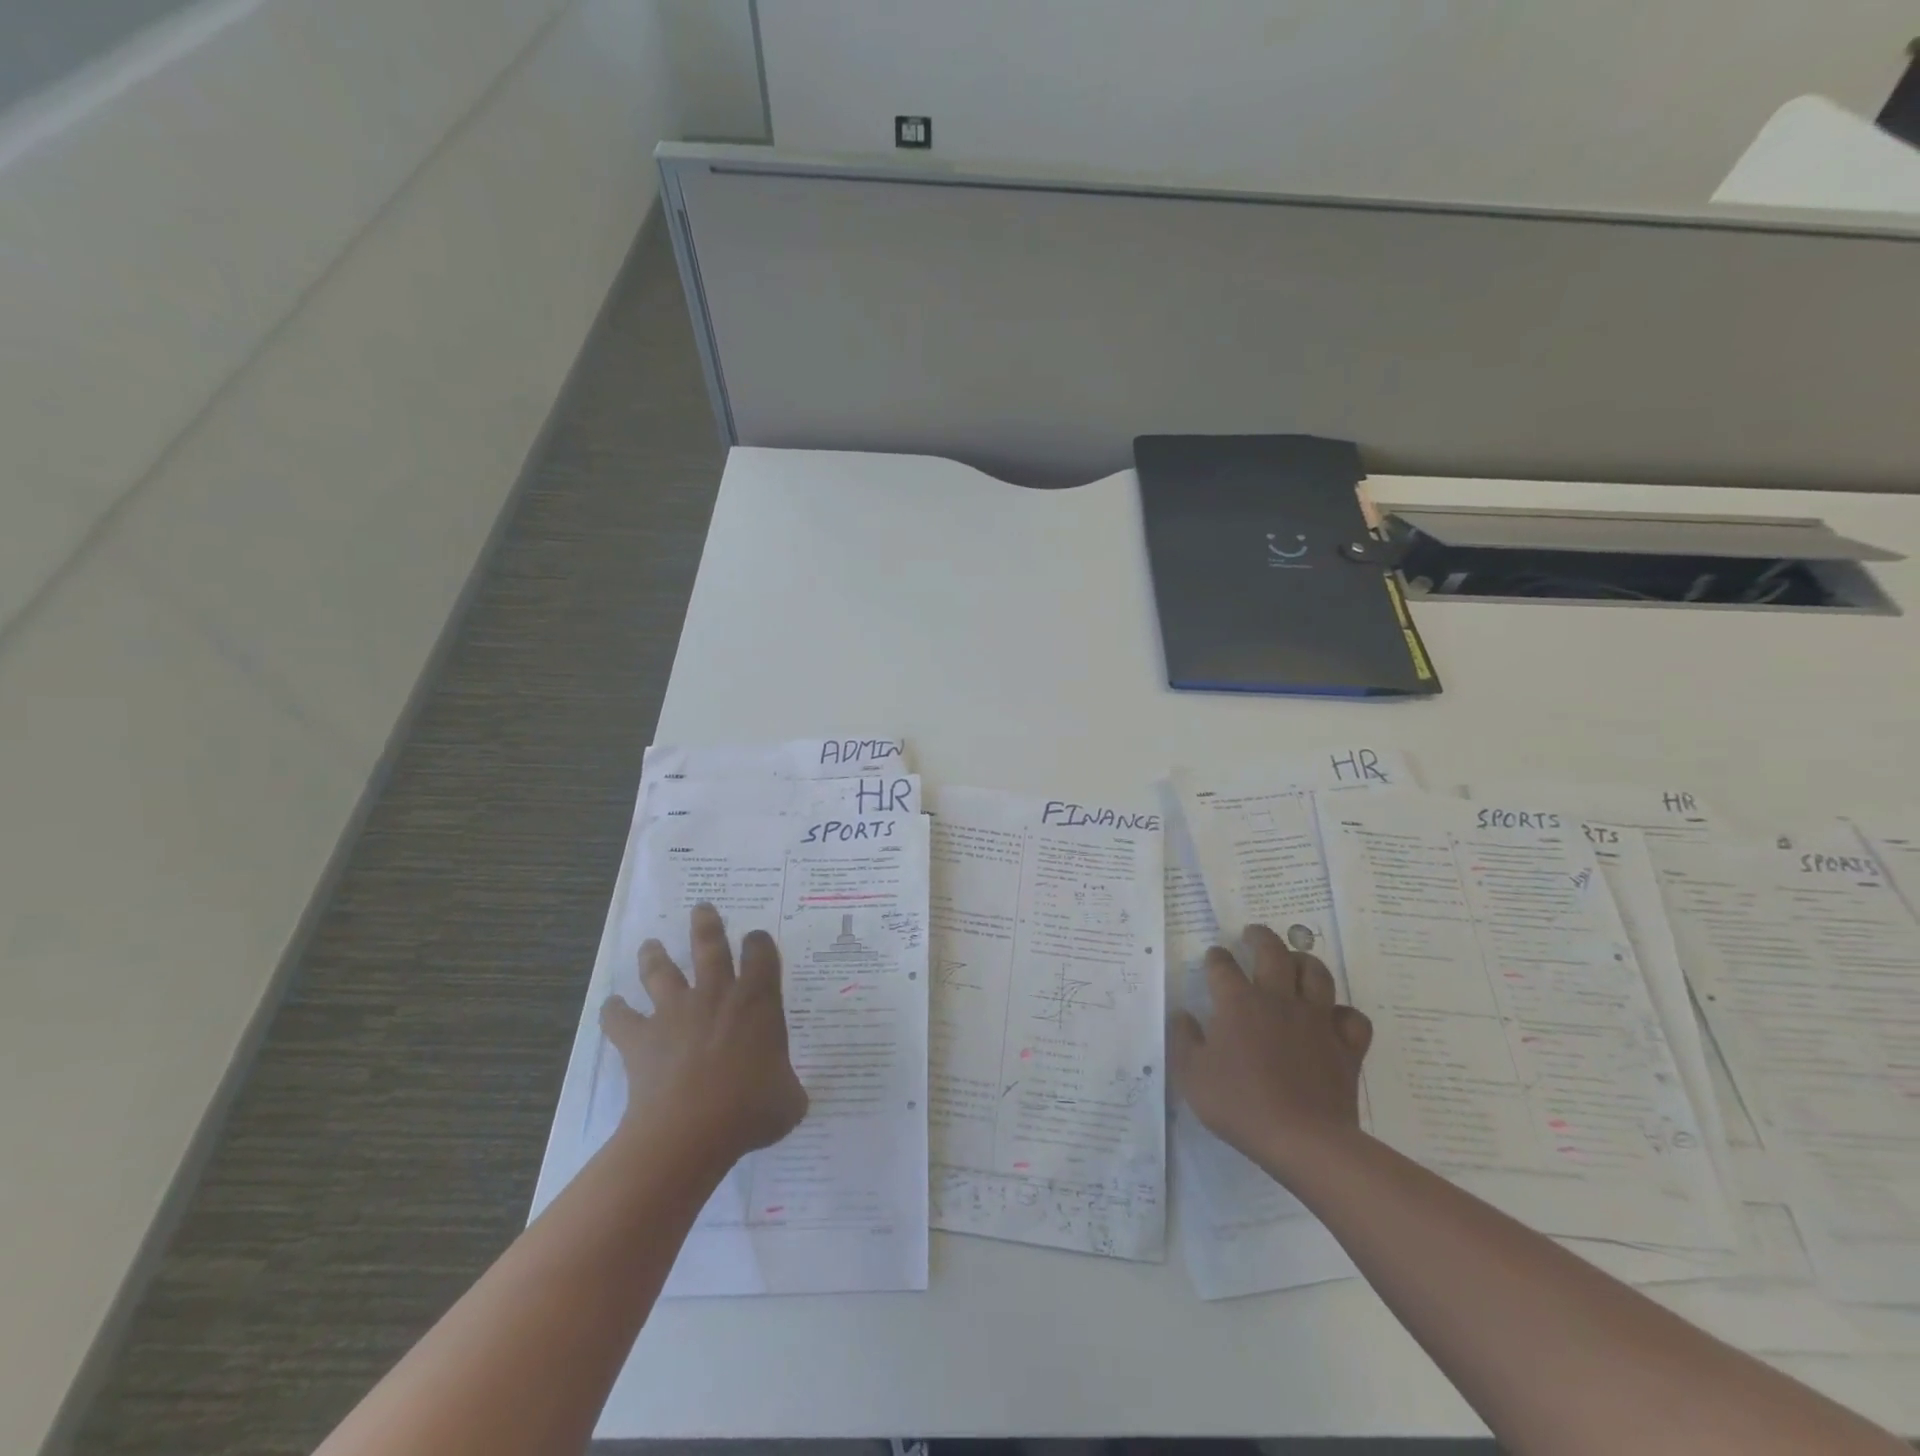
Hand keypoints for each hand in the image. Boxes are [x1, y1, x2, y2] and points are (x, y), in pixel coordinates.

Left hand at [600, 904, 807, 1165]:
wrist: (690, 1132)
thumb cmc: (751, 1110)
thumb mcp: (789, 1100)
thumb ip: (788, 1086)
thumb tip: (787, 1094)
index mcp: (757, 1001)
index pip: (762, 955)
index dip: (760, 942)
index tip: (756, 937)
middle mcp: (716, 995)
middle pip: (709, 946)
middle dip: (707, 925)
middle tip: (702, 907)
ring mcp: (674, 1013)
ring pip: (661, 971)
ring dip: (654, 956)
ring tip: (650, 944)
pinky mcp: (641, 1039)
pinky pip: (620, 1019)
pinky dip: (614, 1012)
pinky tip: (611, 1008)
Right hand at [1168, 923, 1372, 1176]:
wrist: (1303, 1140)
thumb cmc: (1240, 1104)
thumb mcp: (1192, 1074)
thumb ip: (1183, 1038)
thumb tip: (1182, 1014)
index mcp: (1238, 1002)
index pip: (1223, 965)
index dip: (1216, 957)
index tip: (1213, 958)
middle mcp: (1278, 999)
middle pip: (1273, 952)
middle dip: (1260, 937)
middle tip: (1252, 935)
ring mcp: (1316, 1020)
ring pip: (1316, 973)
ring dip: (1304, 961)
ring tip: (1294, 962)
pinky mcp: (1345, 1046)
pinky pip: (1352, 1017)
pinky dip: (1343, 1013)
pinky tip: (1332, 1018)